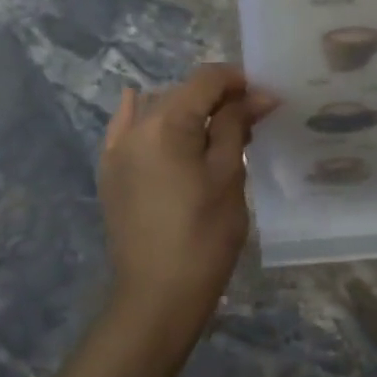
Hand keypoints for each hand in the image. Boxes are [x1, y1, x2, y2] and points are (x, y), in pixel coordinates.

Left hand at [98, 64, 277, 358]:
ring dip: (187, 109)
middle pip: (181, 92)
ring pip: (156, 108)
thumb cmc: (203, 235)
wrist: (156, 296)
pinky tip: (140, 103)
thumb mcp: (229, 175)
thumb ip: (236, 126)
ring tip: (215, 129)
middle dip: (217, 97)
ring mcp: (117, 150)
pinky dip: (141, 115)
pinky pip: (124, 128)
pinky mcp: (110, 173)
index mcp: (166, 123)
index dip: (238, 81)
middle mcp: (135, 126)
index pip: (206, 79)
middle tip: (250, 118)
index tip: (265, 99)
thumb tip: (256, 95)